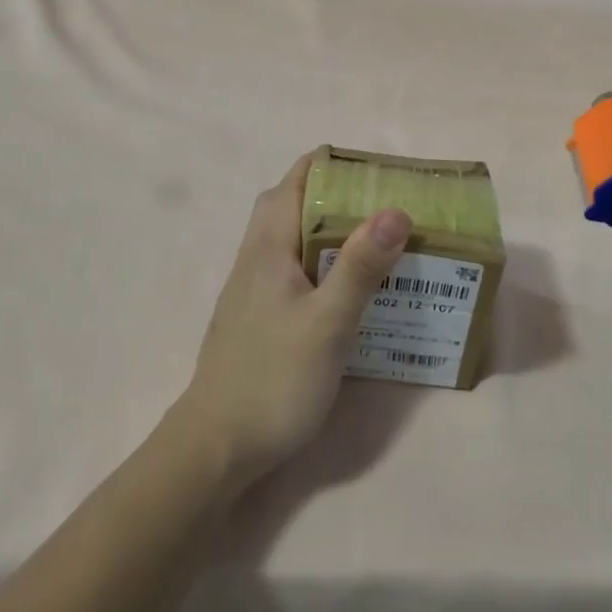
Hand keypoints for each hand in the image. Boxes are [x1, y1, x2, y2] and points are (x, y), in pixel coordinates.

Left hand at [177, 153, 410, 490]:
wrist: (216, 446)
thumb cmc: (274, 378)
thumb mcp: (328, 322)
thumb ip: (360, 266)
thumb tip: (395, 210)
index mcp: (268, 247)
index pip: (295, 182)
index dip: (331, 165)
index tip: (375, 170)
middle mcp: (255, 258)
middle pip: (290, 205)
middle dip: (333, 194)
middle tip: (381, 204)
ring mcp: (252, 289)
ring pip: (290, 240)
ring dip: (327, 229)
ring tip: (374, 240)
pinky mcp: (256, 317)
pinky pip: (291, 270)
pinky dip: (320, 262)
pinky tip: (346, 289)